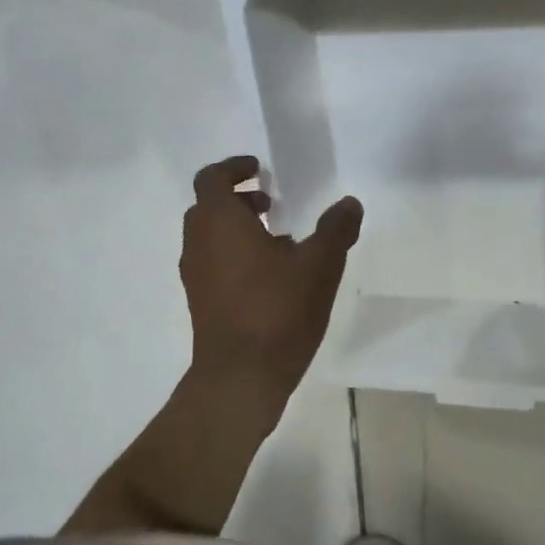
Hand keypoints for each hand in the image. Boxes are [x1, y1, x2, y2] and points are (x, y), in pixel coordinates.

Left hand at [180, 155, 362, 401]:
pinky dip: (235, 255)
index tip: (260, 169)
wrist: (241, 377)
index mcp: (220, 222)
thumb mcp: (320, 264)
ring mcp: (196, 275)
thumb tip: (349, 204)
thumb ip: (336, 229)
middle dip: (240, 199)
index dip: (234, 168)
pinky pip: (214, 263)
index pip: (212, 178)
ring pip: (210, 237)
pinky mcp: (201, 302)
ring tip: (280, 241)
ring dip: (238, 229)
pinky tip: (271, 277)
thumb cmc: (278, 310)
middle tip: (273, 204)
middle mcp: (199, 243)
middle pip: (209, 207)